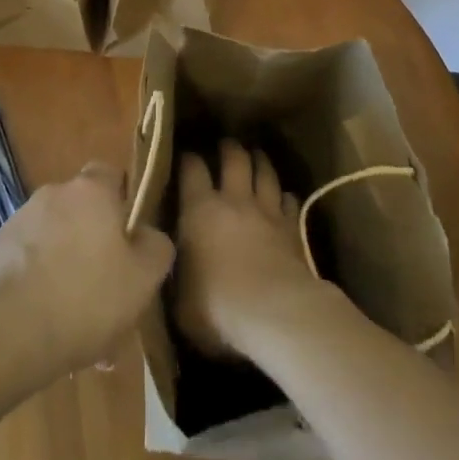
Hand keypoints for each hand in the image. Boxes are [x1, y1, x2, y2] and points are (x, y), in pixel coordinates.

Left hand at [0, 163, 174, 379]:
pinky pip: (29, 261)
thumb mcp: (142, 279)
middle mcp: (54, 193)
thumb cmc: (86, 297)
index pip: (111, 174)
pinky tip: (48, 324)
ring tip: (78, 320)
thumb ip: (156, 248)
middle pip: (82, 211)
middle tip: (107, 290)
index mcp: (91, 190)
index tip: (130, 240)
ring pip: (56, 239)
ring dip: (67, 266)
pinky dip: (40, 282)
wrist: (9, 330)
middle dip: (94, 243)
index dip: (123, 203)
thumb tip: (150, 236)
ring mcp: (20, 219)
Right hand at [175, 140, 328, 358]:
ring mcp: (266, 211)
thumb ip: (175, 274)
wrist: (274, 314)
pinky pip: (290, 202)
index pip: (192, 169)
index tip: (187, 157)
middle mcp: (233, 200)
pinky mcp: (292, 228)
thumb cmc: (218, 307)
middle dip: (229, 148)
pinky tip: (285, 198)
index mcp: (200, 209)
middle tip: (227, 144)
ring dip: (260, 162)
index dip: (189, 159)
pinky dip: (286, 197)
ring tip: (256, 156)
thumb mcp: (181, 299)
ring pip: (265, 173)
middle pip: (234, 159)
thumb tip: (166, 264)